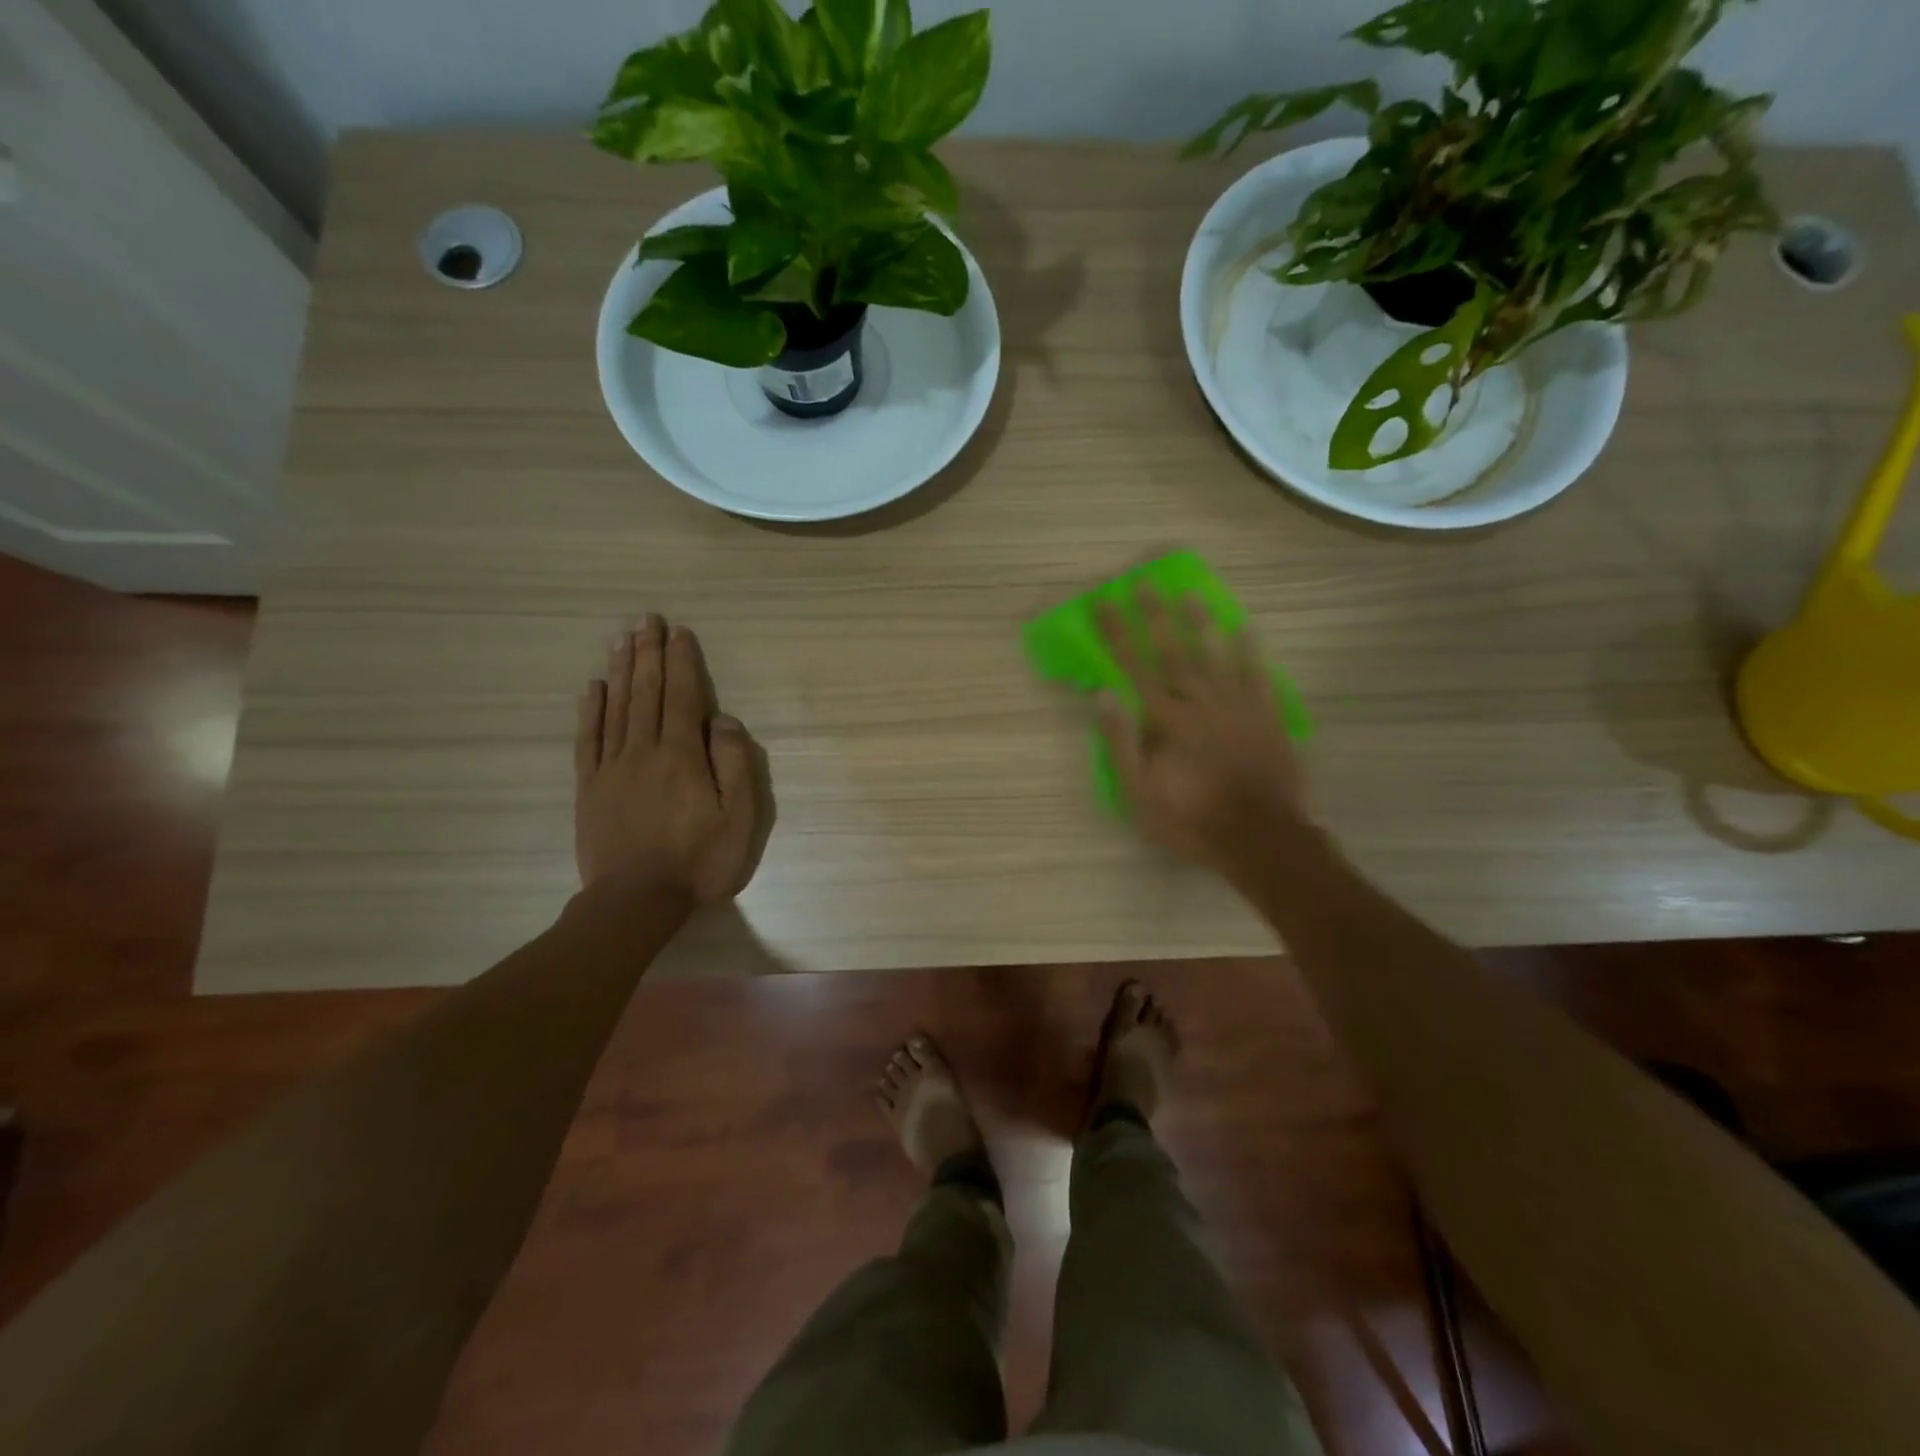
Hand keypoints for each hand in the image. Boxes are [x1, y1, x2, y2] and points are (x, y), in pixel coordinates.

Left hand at [575, 615, 773, 903]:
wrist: (636, 900)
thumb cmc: (699, 861)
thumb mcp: (740, 819)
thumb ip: (736, 765)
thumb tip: (724, 720)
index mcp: (682, 756)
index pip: (682, 697)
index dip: (681, 662)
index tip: (679, 632)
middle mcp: (644, 751)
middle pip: (645, 693)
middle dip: (648, 653)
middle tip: (647, 620)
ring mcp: (612, 768)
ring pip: (616, 708)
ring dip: (621, 671)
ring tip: (623, 639)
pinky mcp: (589, 788)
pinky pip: (588, 739)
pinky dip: (590, 710)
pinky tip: (593, 688)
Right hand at [1095, 588, 1309, 875]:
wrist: (1261, 838)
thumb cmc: (1191, 820)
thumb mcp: (1140, 793)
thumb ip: (1122, 742)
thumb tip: (1104, 695)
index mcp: (1166, 720)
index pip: (1134, 666)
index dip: (1117, 633)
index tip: (1104, 602)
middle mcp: (1200, 702)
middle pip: (1173, 651)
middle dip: (1155, 615)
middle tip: (1143, 582)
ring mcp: (1238, 706)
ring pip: (1216, 655)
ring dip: (1200, 622)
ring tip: (1189, 594)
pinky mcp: (1267, 717)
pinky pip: (1258, 675)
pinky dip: (1251, 651)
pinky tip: (1245, 630)